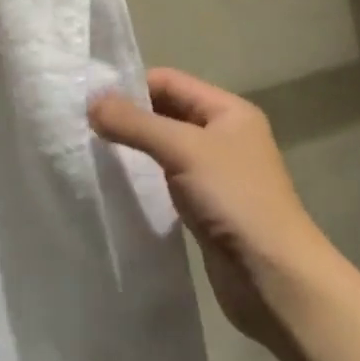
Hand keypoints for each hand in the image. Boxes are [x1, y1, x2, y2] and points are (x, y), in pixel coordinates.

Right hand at [89, 69, 324, 349]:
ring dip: (134, 148)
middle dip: (129, 116)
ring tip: (94, 152)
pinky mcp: (206, 206)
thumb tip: (91, 102)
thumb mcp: (182, 149)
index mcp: (228, 111)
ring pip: (164, 147)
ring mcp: (216, 173)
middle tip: (85, 126)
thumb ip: (135, 123)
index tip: (90, 100)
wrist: (275, 279)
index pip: (169, 81)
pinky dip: (144, 176)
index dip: (131, 86)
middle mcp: (223, 135)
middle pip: (166, 111)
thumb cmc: (234, 200)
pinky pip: (167, 178)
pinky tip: (118, 183)